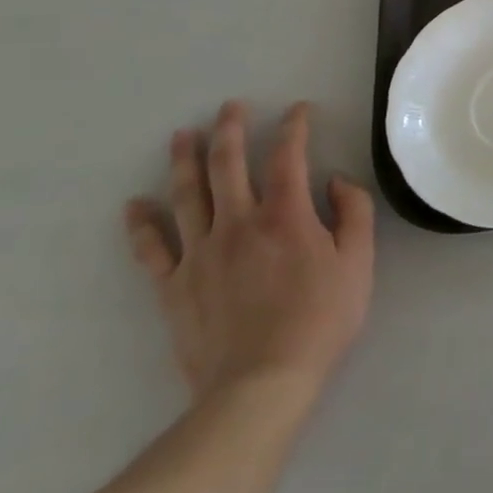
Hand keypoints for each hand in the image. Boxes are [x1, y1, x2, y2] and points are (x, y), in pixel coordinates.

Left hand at [124, 101, 374, 405]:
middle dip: (230, 130)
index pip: (289, 156)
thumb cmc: (320, 319)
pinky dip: (141, 225)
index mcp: (286, 215)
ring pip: (187, 196)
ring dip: (184, 161)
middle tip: (229, 107)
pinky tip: (134, 205)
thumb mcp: (358, 262)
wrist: (260, 385)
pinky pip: (152, 250)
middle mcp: (239, 223)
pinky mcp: (174, 287)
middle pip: (227, 165)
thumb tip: (335, 181)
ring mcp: (200, 254)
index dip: (294, 127)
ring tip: (181, 136)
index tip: (299, 110)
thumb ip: (353, 212)